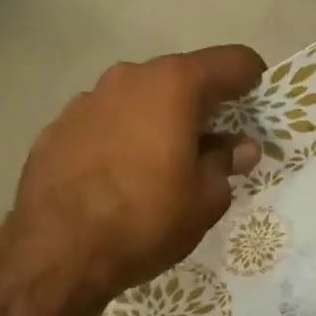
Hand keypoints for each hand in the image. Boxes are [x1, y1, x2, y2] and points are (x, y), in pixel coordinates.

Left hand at [0, 46, 265, 301]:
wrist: (57, 252)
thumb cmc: (146, 221)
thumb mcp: (205, 200)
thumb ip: (226, 164)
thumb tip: (239, 148)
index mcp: (173, 87)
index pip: (231, 62)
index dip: (252, 80)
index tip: (259, 106)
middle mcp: (128, 78)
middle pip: (181, 78)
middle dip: (203, 105)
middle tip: (216, 144)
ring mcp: (87, 100)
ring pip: (139, 100)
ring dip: (159, 121)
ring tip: (165, 164)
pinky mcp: (57, 127)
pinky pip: (106, 123)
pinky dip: (123, 138)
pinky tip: (122, 176)